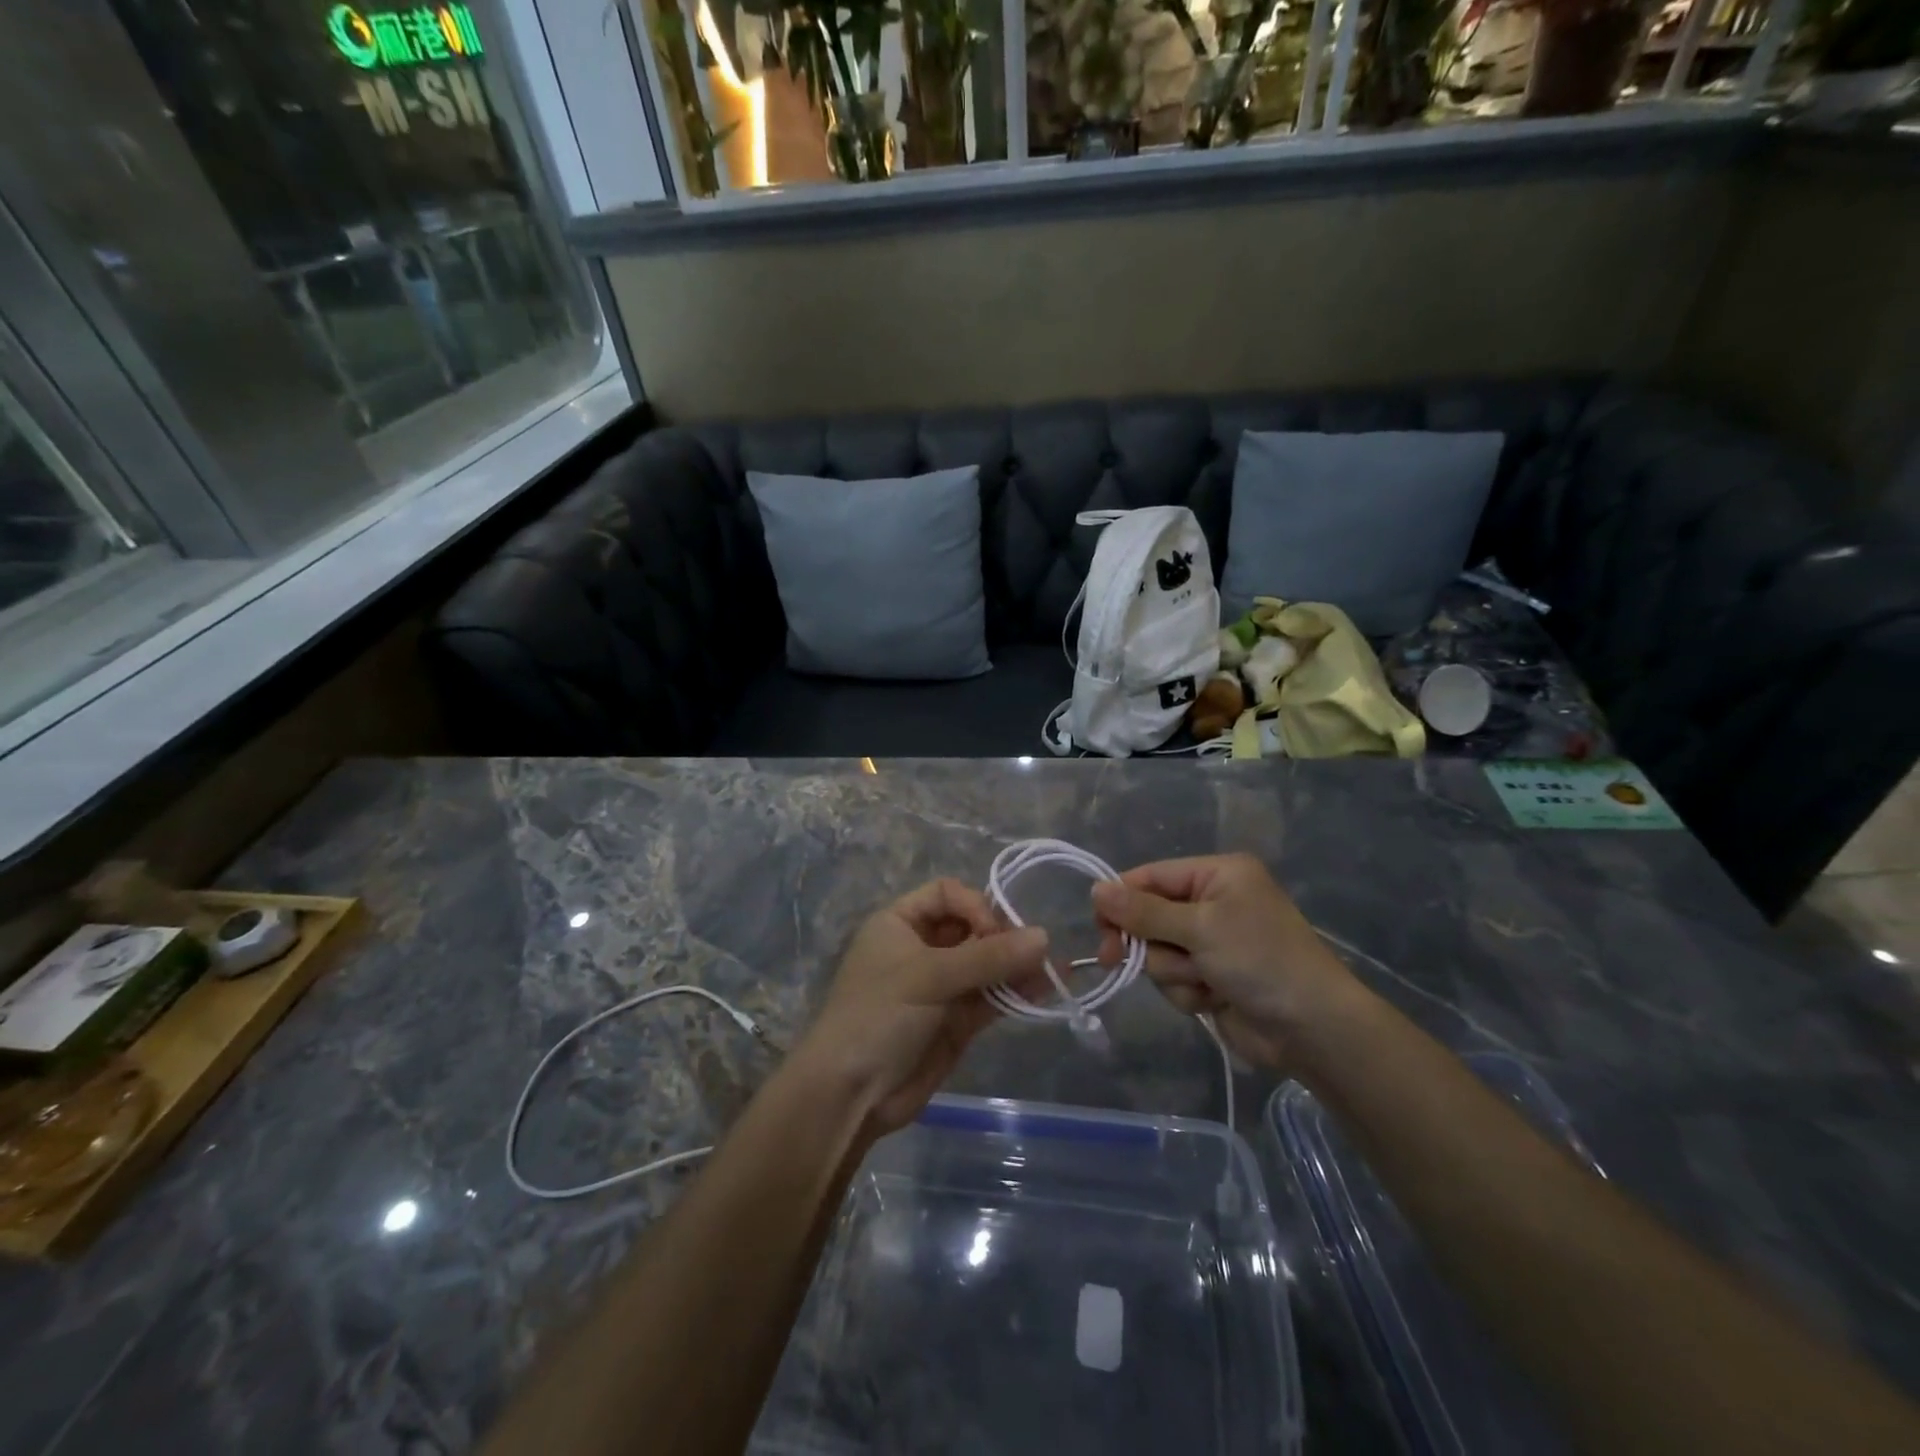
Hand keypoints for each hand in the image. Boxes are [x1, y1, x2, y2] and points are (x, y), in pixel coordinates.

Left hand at [796, 879, 1048, 1134]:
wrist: (850, 1094)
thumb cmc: (878, 1016)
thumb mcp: (929, 977)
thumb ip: (987, 957)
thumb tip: (1044, 937)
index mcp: (900, 923)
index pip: (947, 894)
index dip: (975, 906)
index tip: (992, 932)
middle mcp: (922, 948)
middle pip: (972, 927)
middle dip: (1002, 936)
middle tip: (1032, 953)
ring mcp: (941, 986)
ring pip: (986, 964)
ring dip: (1017, 965)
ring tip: (1054, 969)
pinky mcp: (957, 1021)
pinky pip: (992, 997)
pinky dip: (1016, 992)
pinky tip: (1045, 988)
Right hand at [1091, 854, 1365, 1070]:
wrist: (1312, 1029)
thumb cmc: (1260, 960)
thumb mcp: (1199, 928)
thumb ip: (1143, 911)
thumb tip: (1096, 889)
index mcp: (1216, 875)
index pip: (1151, 877)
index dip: (1121, 899)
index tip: (1099, 925)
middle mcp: (1212, 902)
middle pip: (1148, 916)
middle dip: (1146, 942)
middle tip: (1116, 959)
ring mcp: (1211, 942)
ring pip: (1157, 952)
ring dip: (1172, 971)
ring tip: (1204, 980)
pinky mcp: (1210, 976)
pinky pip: (1173, 978)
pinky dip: (1186, 990)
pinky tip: (1212, 998)